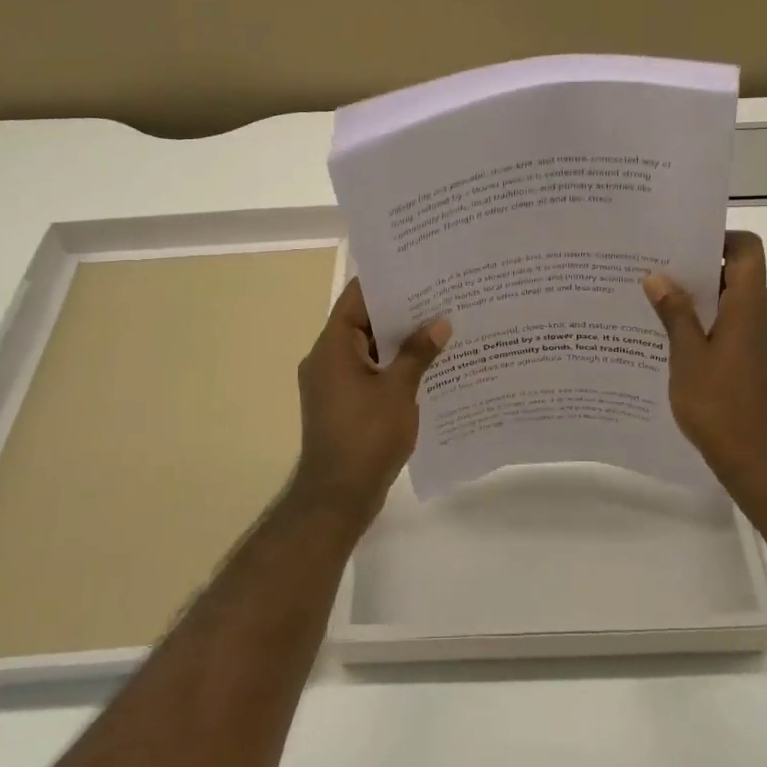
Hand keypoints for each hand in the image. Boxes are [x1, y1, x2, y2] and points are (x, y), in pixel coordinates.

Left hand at [293, 278, 450, 526]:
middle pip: (363, 322)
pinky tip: (427, 365)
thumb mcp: (398, 391)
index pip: (356, 297)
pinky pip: (368, 372)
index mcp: (333, 347)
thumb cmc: (366, 437)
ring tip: (440, 326)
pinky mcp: (341, 404)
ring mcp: (332, 383)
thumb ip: (418, 353)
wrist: (337, 497)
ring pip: (368, 349)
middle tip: (440, 296)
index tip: (418, 269)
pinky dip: (392, 366)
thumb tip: (440, 323)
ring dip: (399, 341)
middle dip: (400, 311)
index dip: (386, 281)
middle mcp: (326, 359)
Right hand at [643, 231, 766, 490]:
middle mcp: (766, 317)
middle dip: (698, 272)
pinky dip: (712, 328)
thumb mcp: (688, 357)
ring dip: (702, 304)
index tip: (683, 245)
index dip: (719, 237)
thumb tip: (658, 277)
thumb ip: (675, 313)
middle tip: (656, 275)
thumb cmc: (721, 406)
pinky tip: (678, 346)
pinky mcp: (765, 365)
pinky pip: (738, 331)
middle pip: (738, 276)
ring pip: (735, 306)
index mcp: (751, 306)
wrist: (761, 463)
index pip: (747, 249)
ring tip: (659, 310)